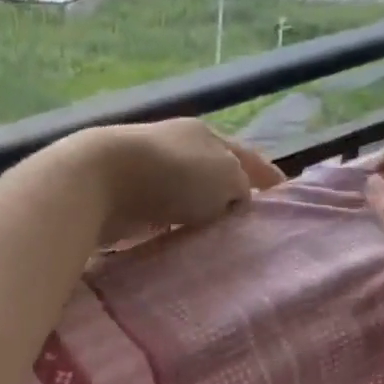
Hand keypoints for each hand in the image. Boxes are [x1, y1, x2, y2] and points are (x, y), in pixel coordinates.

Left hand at [71, 119, 283, 244]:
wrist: (98, 181)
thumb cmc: (171, 174)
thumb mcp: (225, 175)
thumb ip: (241, 186)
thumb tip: (235, 199)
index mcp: (206, 135)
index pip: (247, 157)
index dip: (268, 177)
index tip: (285, 199)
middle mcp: (177, 149)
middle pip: (214, 176)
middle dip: (231, 199)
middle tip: (251, 230)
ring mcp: (148, 174)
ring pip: (187, 200)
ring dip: (200, 218)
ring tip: (219, 246)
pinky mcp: (125, 201)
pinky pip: (161, 220)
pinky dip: (173, 231)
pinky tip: (182, 248)